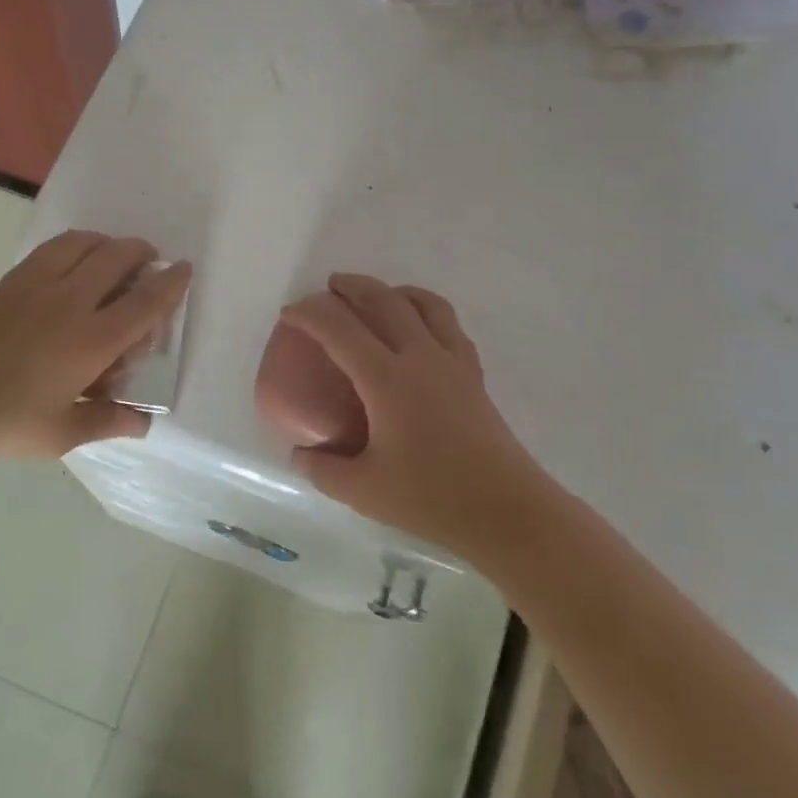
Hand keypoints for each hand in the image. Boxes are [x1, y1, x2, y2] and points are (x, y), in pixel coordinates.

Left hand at [0, 231, 190, 459]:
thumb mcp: (63, 432)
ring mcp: (37, 285)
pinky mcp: (10, 281)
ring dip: (107, 243)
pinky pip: (52, 249)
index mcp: (92, 340)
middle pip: (118, 258)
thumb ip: (107, 422)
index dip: (171, 283)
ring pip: (83, 243)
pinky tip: (71, 262)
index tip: (184, 269)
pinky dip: (75, 246)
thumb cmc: (6, 422)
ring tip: (112, 255)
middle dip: (142, 253)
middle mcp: (71, 302)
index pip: (145, 302)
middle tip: (150, 262)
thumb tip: (143, 423)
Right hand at [278, 273, 547, 559]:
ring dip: (392, 290)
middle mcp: (421, 356)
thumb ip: (322, 469)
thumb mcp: (363, 491)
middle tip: (328, 289)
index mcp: (387, 379)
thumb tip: (299, 453)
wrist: (508, 511)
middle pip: (384, 299)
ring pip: (423, 303)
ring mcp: (452, 361)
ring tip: (375, 298)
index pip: (339, 329)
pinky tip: (417, 330)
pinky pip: (447, 323)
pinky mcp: (473, 374)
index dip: (309, 313)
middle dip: (351, 286)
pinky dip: (424, 310)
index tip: (289, 313)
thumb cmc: (432, 499)